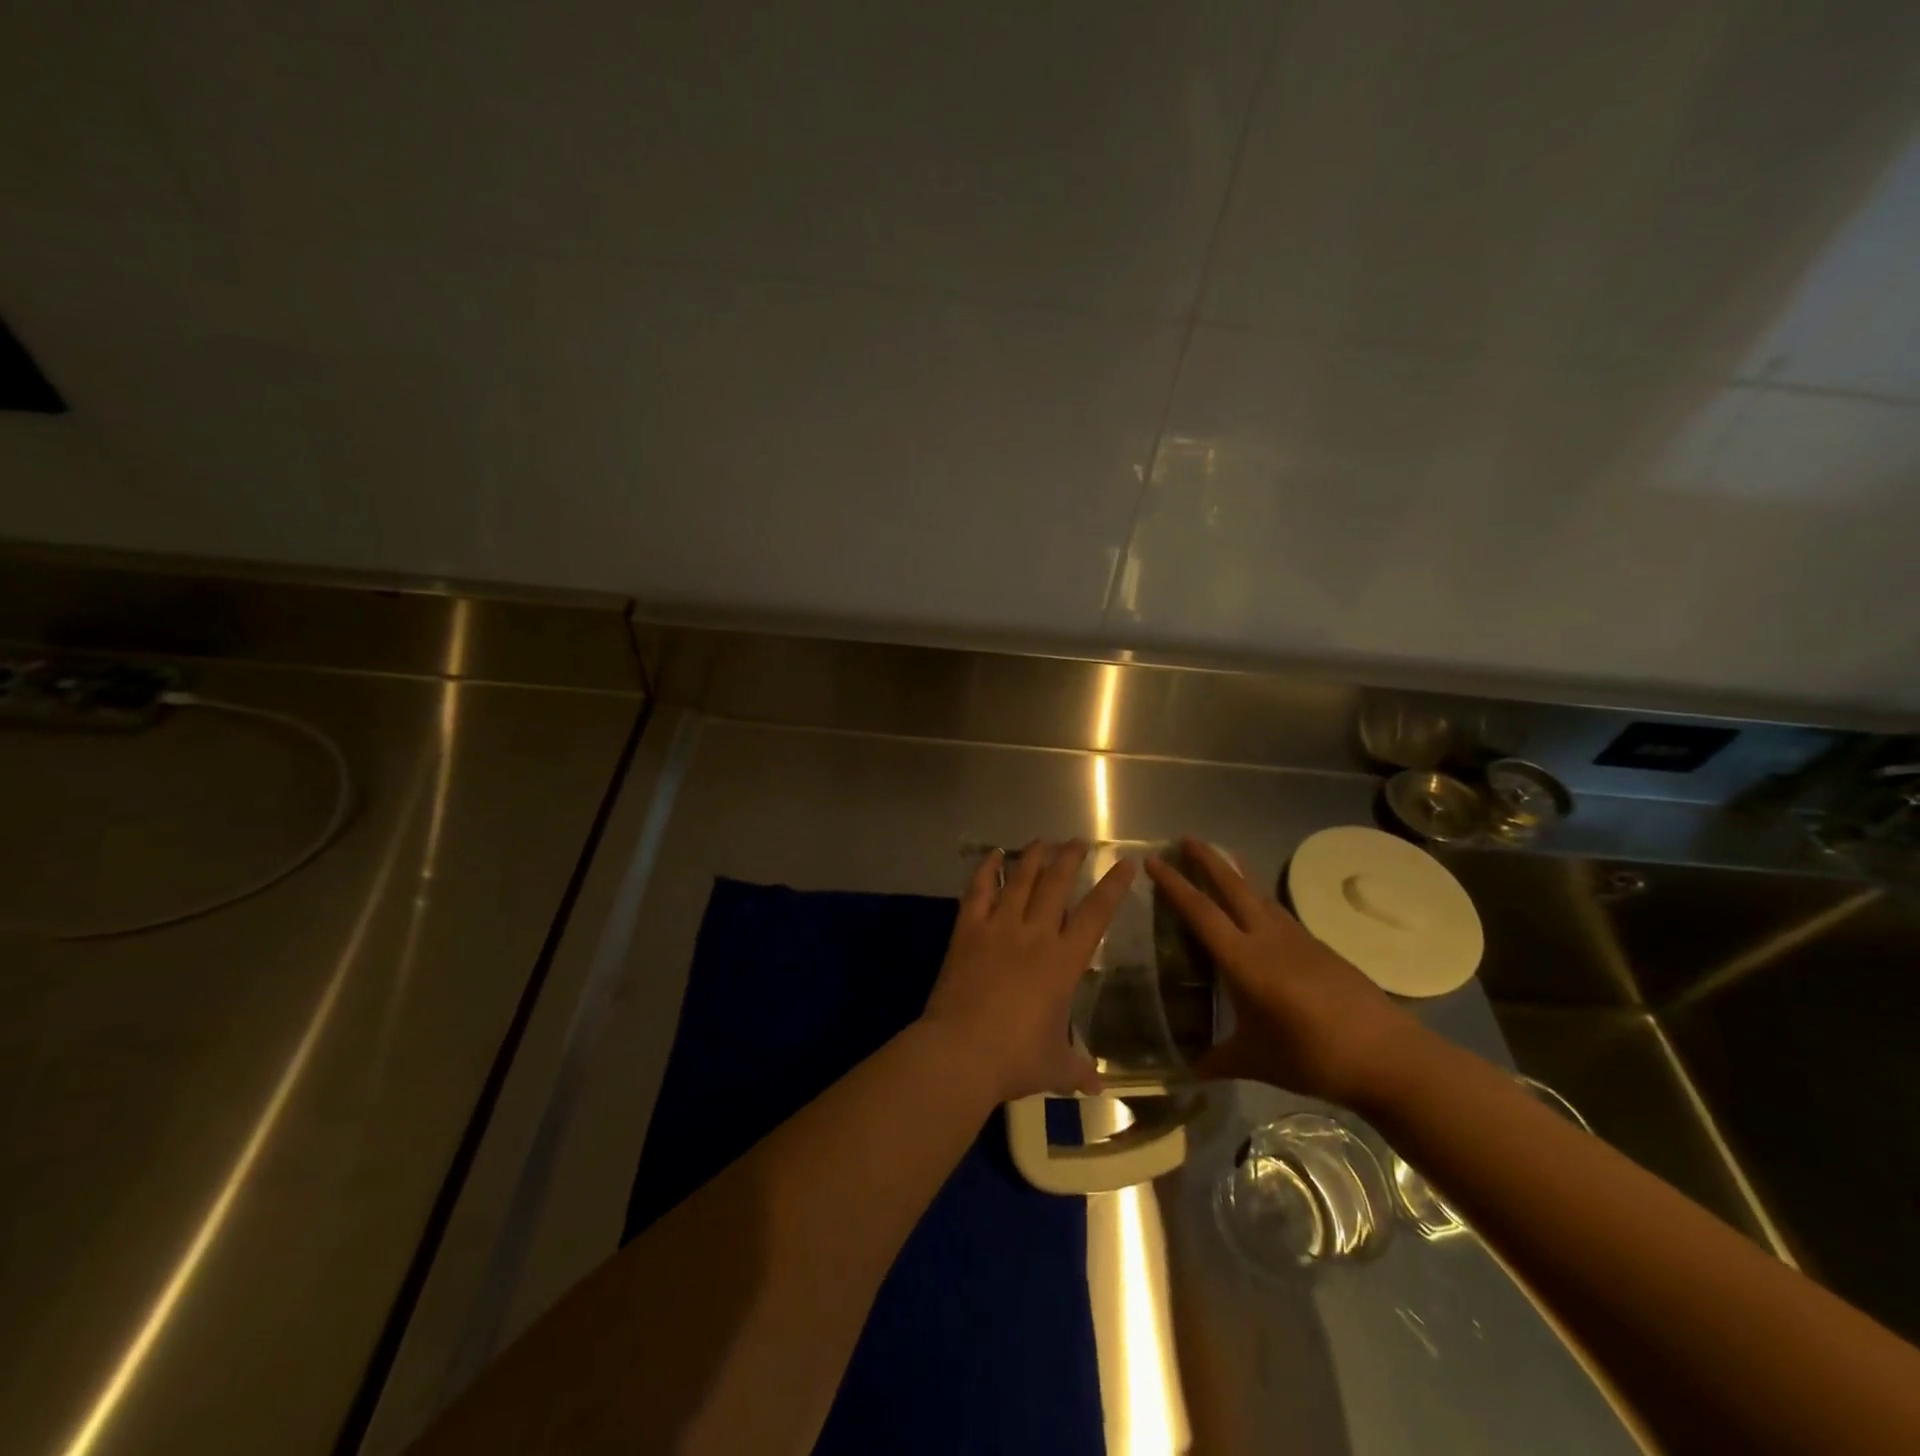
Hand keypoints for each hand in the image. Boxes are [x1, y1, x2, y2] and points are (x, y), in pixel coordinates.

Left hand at [920, 839, 1135, 1104]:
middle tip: (1078, 841)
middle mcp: (1035, 934)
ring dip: (1034, 856)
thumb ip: (1078, 1070)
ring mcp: (999, 928)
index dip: (1113, 887)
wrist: (961, 1052)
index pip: (1096, 914)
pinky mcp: (968, 930)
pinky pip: (979, 891)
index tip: (1126, 863)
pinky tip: (994, 855)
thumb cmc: (1015, 1059)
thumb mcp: (1055, 1067)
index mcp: (1064, 962)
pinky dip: (987, 869)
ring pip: (1021, 879)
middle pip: (1057, 884)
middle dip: (1070, 858)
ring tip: (1043, 840)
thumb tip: (1099, 1087)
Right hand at [1145, 837, 1425, 1107]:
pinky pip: (1279, 911)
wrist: (1389, 1057)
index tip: (1153, 861)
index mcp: (1245, 961)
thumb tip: (1185, 1072)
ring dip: (1236, 872)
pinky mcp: (1319, 947)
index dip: (1174, 885)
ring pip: (1259, 894)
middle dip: (1207, 860)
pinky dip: (1260, 897)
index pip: (1201, 913)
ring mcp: (1298, 939)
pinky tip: (1259, 905)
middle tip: (1185, 838)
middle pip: (1232, 887)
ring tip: (1222, 855)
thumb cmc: (1314, 1057)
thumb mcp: (1257, 1061)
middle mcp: (1268, 939)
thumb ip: (1217, 1061)